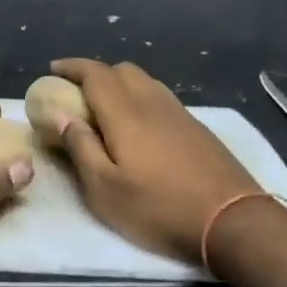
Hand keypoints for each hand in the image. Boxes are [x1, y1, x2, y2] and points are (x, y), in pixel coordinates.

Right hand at [49, 59, 258, 262]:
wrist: (232, 220)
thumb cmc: (159, 208)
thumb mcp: (105, 189)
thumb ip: (80, 148)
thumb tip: (59, 115)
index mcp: (126, 113)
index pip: (95, 74)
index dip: (72, 67)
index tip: (53, 70)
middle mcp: (153, 103)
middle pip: (122, 70)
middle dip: (96, 74)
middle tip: (77, 94)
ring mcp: (180, 113)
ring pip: (145, 82)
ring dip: (121, 85)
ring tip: (105, 109)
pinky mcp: (197, 128)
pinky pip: (161, 98)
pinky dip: (141, 99)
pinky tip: (139, 127)